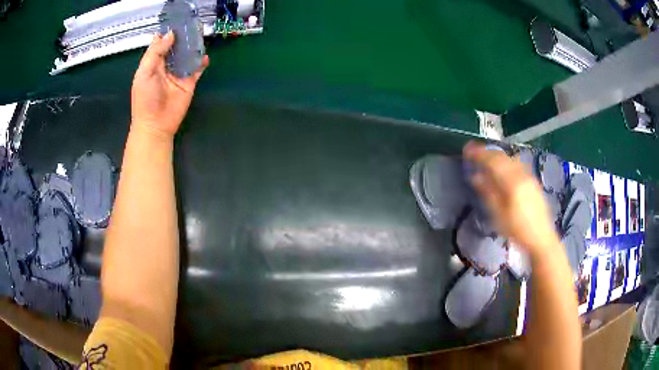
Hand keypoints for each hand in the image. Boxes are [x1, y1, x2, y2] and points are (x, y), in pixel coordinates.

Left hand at [131, 31, 209, 137]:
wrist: (155, 124)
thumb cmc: (145, 99)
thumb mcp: (144, 73)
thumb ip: (155, 53)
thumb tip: (169, 34)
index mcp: (153, 63)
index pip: (161, 44)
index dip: (167, 33)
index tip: (176, 21)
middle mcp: (166, 66)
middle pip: (176, 47)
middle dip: (183, 36)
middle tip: (192, 24)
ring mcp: (178, 74)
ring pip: (187, 55)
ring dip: (193, 46)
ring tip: (200, 35)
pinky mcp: (189, 82)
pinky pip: (197, 69)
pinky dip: (202, 62)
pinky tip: (205, 56)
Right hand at [463, 141, 559, 254]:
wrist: (541, 237)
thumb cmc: (517, 229)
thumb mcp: (498, 214)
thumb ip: (487, 192)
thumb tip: (475, 176)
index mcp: (512, 182)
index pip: (493, 161)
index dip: (479, 154)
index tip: (467, 150)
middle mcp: (521, 174)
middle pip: (502, 156)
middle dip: (487, 152)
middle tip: (474, 153)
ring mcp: (529, 176)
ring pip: (510, 158)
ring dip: (497, 156)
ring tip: (487, 160)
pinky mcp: (533, 180)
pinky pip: (517, 164)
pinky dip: (506, 162)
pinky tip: (503, 169)